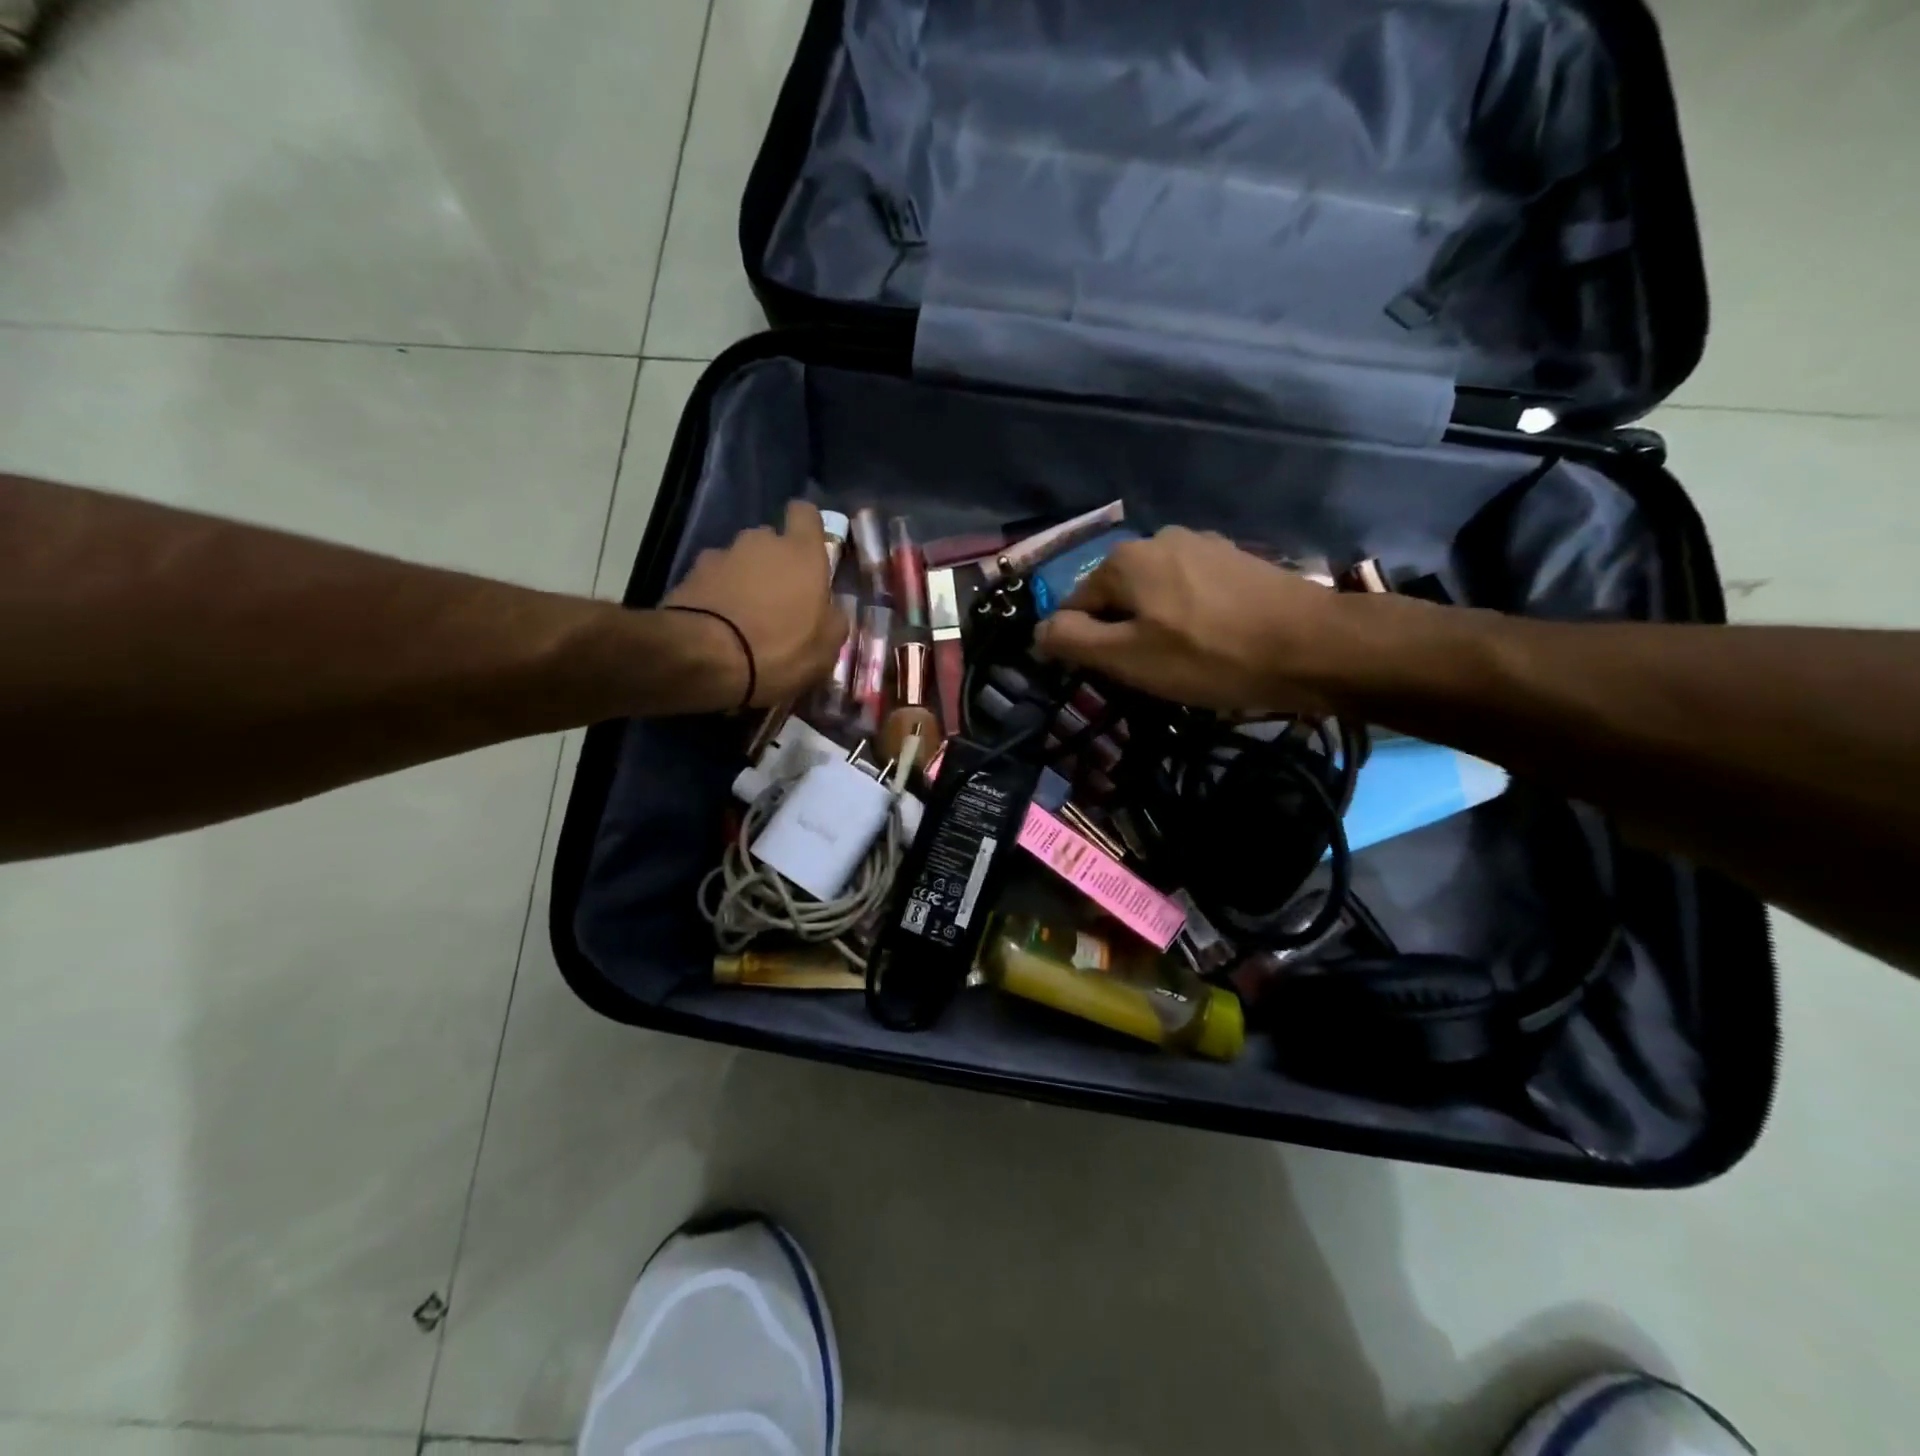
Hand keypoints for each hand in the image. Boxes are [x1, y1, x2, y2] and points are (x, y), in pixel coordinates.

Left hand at [663, 501, 846, 707]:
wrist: (706, 658)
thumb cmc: (780, 649)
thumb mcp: (826, 648)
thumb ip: (833, 619)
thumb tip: (830, 609)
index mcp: (802, 553)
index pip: (805, 513)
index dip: (807, 528)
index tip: (809, 551)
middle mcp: (761, 542)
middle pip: (770, 541)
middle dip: (774, 562)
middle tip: (778, 599)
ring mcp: (721, 555)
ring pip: (739, 560)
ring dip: (744, 579)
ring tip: (744, 616)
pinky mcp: (690, 574)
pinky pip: (712, 579)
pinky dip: (717, 594)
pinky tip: (718, 624)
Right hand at [1034, 527, 1401, 713]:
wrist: (1312, 646)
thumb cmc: (1210, 656)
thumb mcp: (1128, 658)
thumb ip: (1072, 641)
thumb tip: (1037, 631)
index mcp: (1123, 560)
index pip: (1074, 607)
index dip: (1081, 646)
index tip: (1107, 678)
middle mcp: (1157, 538)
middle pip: (1115, 597)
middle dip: (1120, 634)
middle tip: (1146, 675)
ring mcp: (1201, 544)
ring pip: (1153, 594)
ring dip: (1154, 626)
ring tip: (1182, 661)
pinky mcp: (1234, 558)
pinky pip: (1189, 590)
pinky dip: (1186, 615)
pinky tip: (1211, 641)